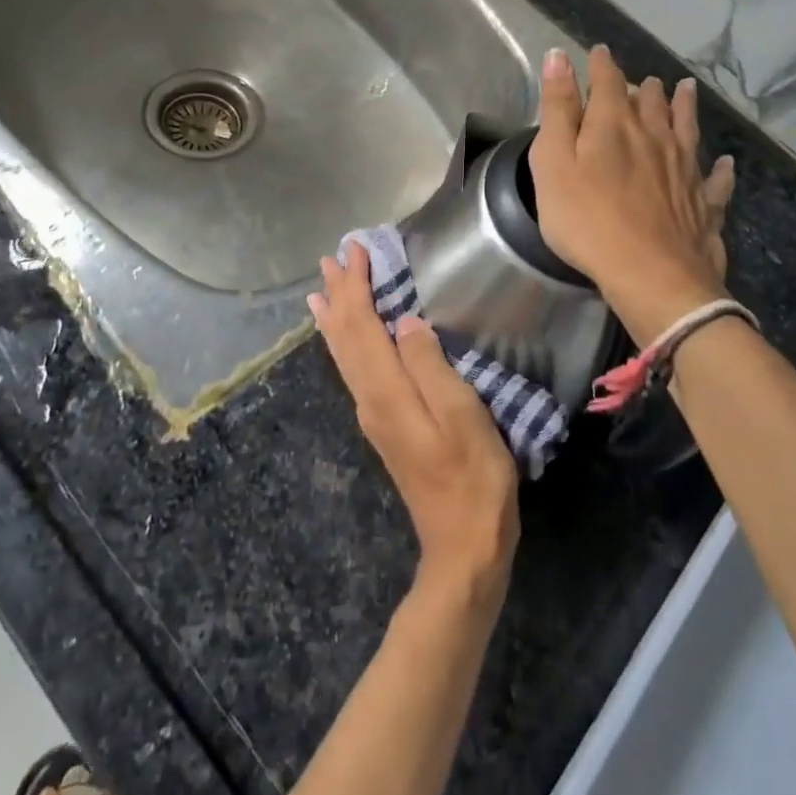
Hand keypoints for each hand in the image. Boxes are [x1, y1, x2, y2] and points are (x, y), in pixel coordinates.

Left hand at [310, 246, 519, 601]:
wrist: (463, 544)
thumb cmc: (474, 477)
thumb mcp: (462, 416)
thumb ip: (430, 365)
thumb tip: (404, 321)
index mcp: (387, 392)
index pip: (362, 325)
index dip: (356, 286)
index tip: (356, 250)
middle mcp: (369, 399)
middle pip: (345, 338)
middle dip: (338, 296)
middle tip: (330, 260)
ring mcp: (374, 416)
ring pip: (344, 356)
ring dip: (336, 319)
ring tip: (321, 293)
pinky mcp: (385, 426)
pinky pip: (355, 371)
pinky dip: (346, 344)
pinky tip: (346, 342)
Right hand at [530, 46, 735, 346]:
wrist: (651, 274)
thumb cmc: (587, 220)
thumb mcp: (553, 163)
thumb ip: (557, 109)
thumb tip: (559, 56)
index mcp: (615, 124)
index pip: (608, 81)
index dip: (601, 64)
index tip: (598, 53)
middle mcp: (656, 135)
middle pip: (651, 101)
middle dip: (643, 86)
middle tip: (642, 80)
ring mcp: (686, 168)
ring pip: (687, 126)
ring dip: (684, 106)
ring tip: (686, 89)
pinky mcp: (705, 202)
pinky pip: (716, 178)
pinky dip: (719, 167)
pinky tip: (723, 162)